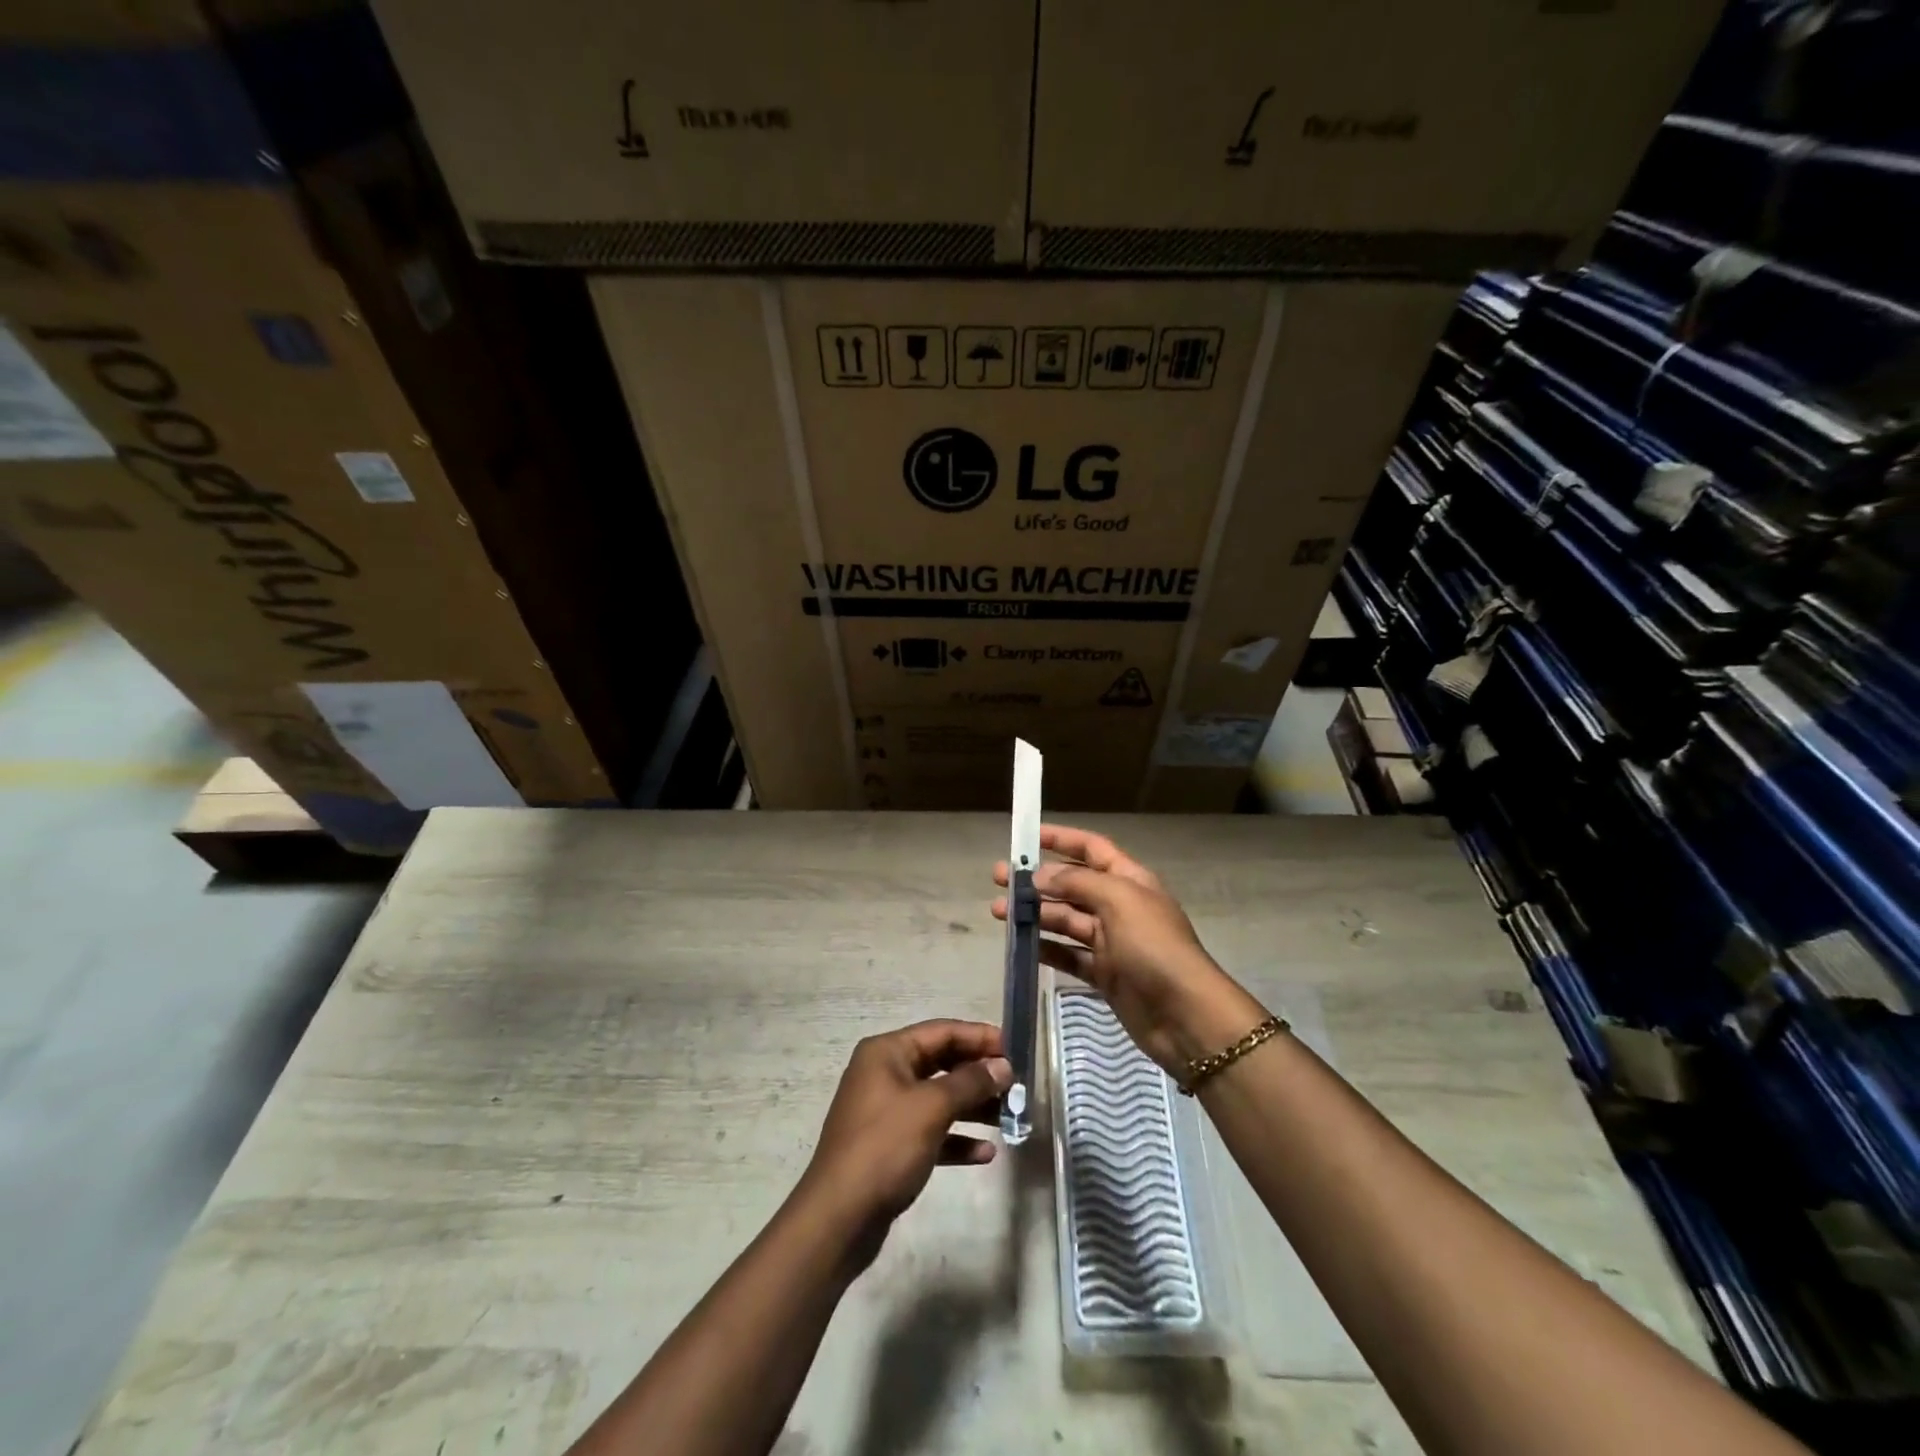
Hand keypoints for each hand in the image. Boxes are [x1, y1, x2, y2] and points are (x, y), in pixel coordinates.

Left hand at [798, 1020, 1010, 1236]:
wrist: (839, 1218)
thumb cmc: (884, 1148)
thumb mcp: (931, 1108)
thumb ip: (970, 1082)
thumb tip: (1002, 1066)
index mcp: (887, 1053)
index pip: (941, 1032)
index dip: (979, 1037)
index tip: (1015, 1049)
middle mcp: (885, 1074)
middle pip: (941, 1063)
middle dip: (979, 1074)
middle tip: (1017, 1086)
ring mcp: (886, 1112)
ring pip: (939, 1099)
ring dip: (973, 1107)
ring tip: (1010, 1117)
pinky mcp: (891, 1147)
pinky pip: (932, 1132)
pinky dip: (957, 1139)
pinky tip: (986, 1153)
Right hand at [992, 825, 1266, 1074]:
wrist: (1185, 1016)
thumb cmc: (1154, 947)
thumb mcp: (1119, 901)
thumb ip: (1077, 882)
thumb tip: (1040, 875)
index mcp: (1129, 880)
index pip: (1092, 848)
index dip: (1061, 839)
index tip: (1026, 838)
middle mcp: (1119, 906)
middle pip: (1072, 884)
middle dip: (1037, 880)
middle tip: (999, 879)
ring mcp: (1111, 942)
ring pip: (1066, 920)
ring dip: (1035, 914)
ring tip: (999, 913)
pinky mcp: (1104, 975)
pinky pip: (1068, 955)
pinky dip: (1046, 949)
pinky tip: (1021, 946)